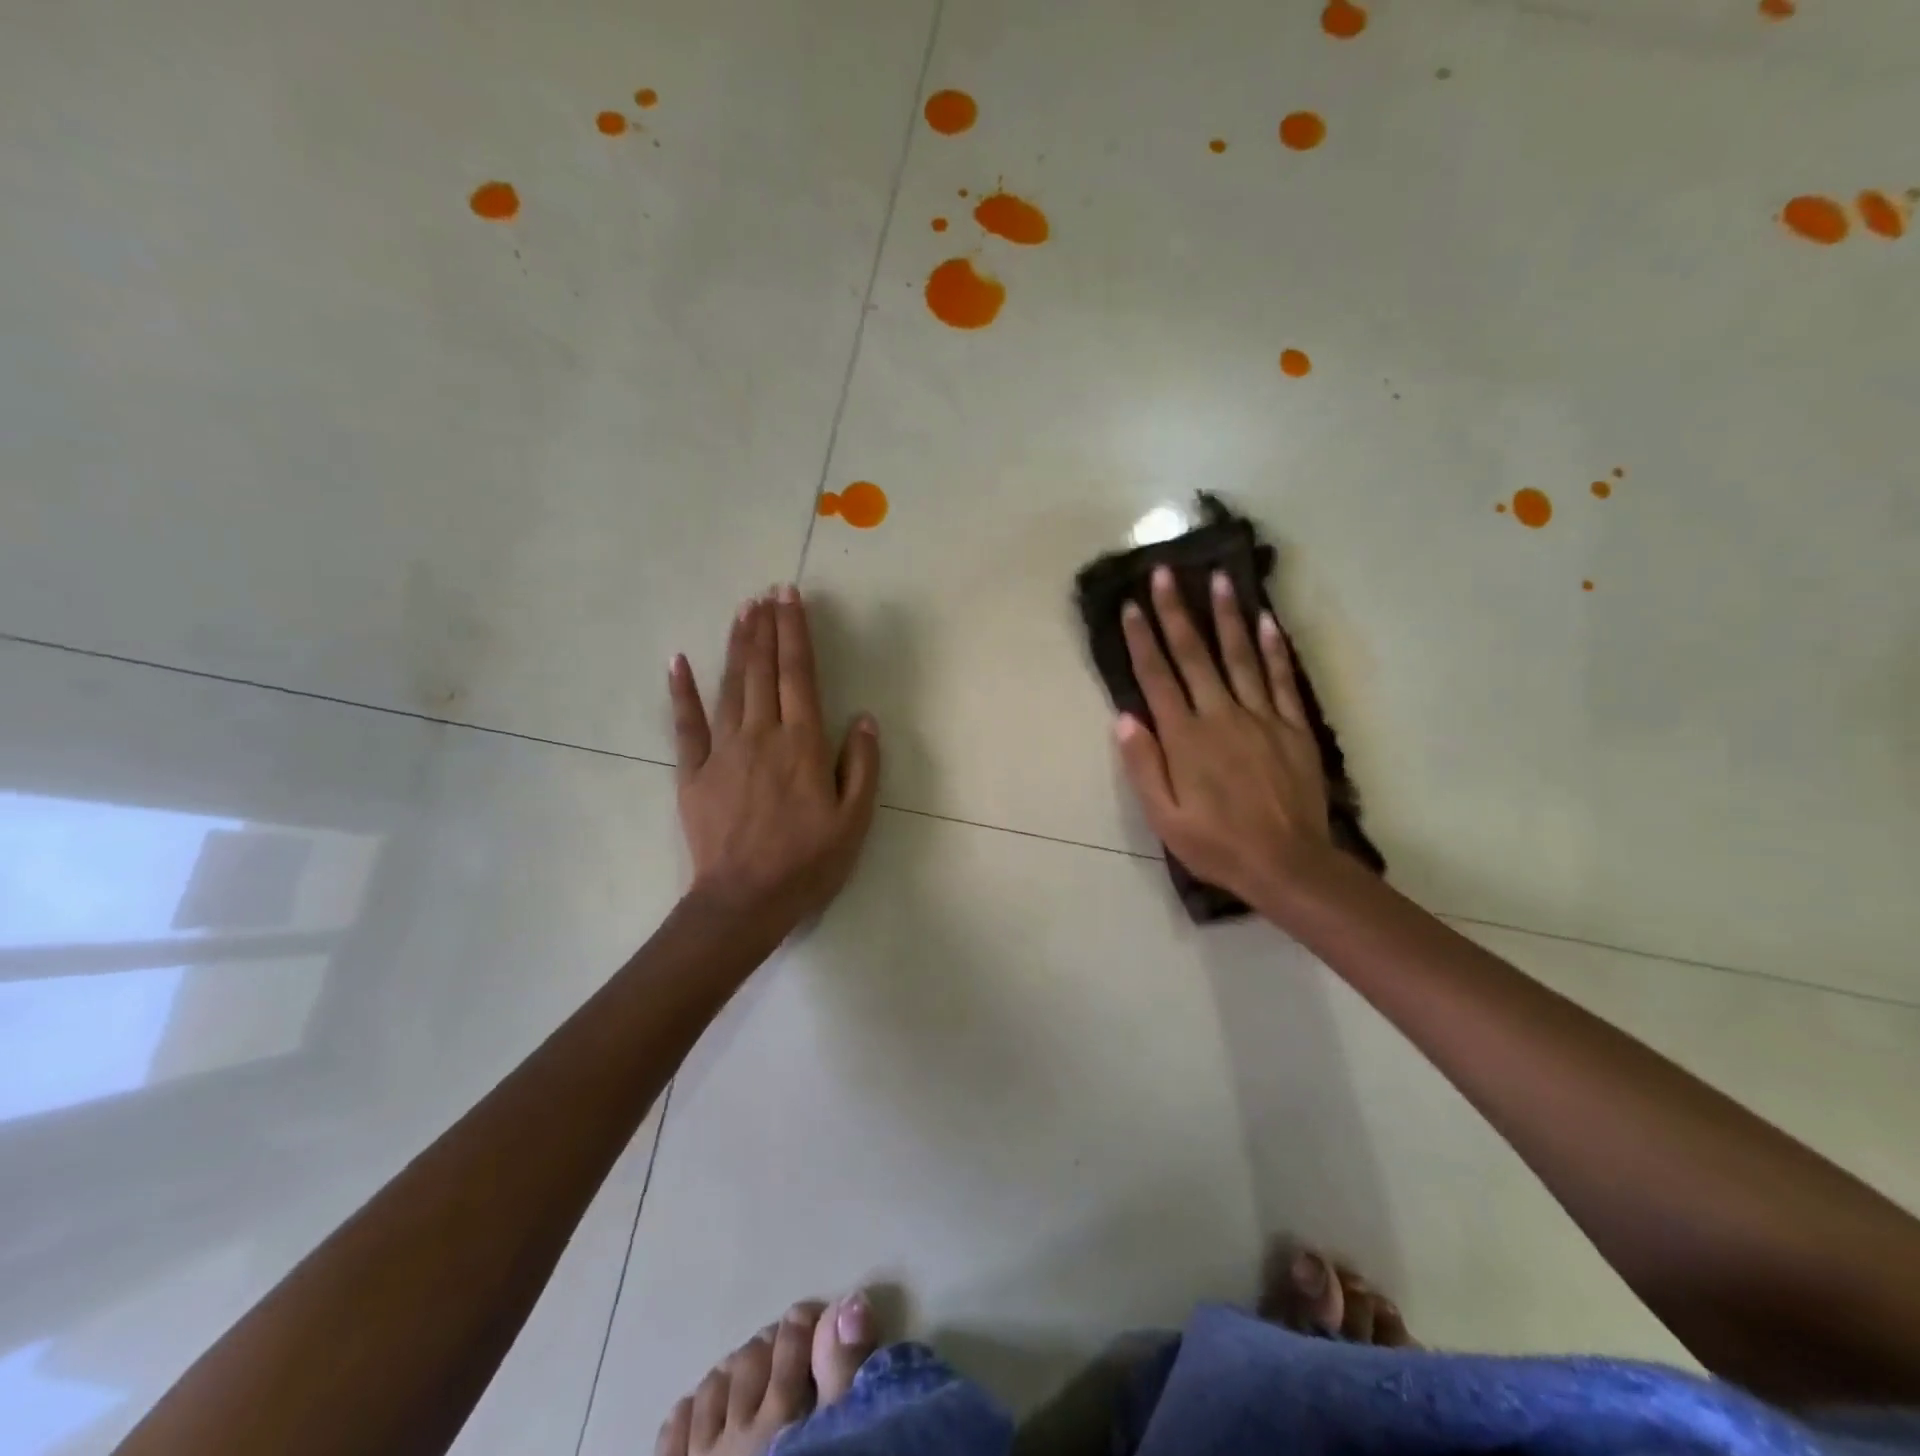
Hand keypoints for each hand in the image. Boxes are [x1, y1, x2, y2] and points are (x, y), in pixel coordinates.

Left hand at [670, 586, 879, 936]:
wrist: (745, 901)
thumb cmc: (808, 862)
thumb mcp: (855, 820)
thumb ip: (862, 766)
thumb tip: (864, 719)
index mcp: (803, 744)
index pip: (800, 675)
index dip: (795, 632)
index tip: (790, 597)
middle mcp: (762, 735)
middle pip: (763, 670)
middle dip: (766, 627)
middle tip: (767, 592)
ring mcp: (722, 751)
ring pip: (730, 686)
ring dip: (736, 646)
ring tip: (741, 611)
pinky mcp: (693, 772)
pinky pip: (685, 724)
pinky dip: (681, 691)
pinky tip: (678, 661)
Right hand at [1114, 566, 1333, 910]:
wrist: (1287, 864)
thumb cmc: (1216, 844)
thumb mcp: (1164, 817)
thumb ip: (1144, 765)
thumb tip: (1125, 717)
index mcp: (1186, 738)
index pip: (1157, 678)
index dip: (1143, 640)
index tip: (1132, 605)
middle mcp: (1221, 716)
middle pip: (1195, 655)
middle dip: (1177, 612)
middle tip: (1166, 572)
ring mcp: (1261, 717)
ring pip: (1241, 656)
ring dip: (1227, 616)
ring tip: (1219, 578)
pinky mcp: (1292, 727)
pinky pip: (1282, 679)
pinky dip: (1274, 648)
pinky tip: (1267, 620)